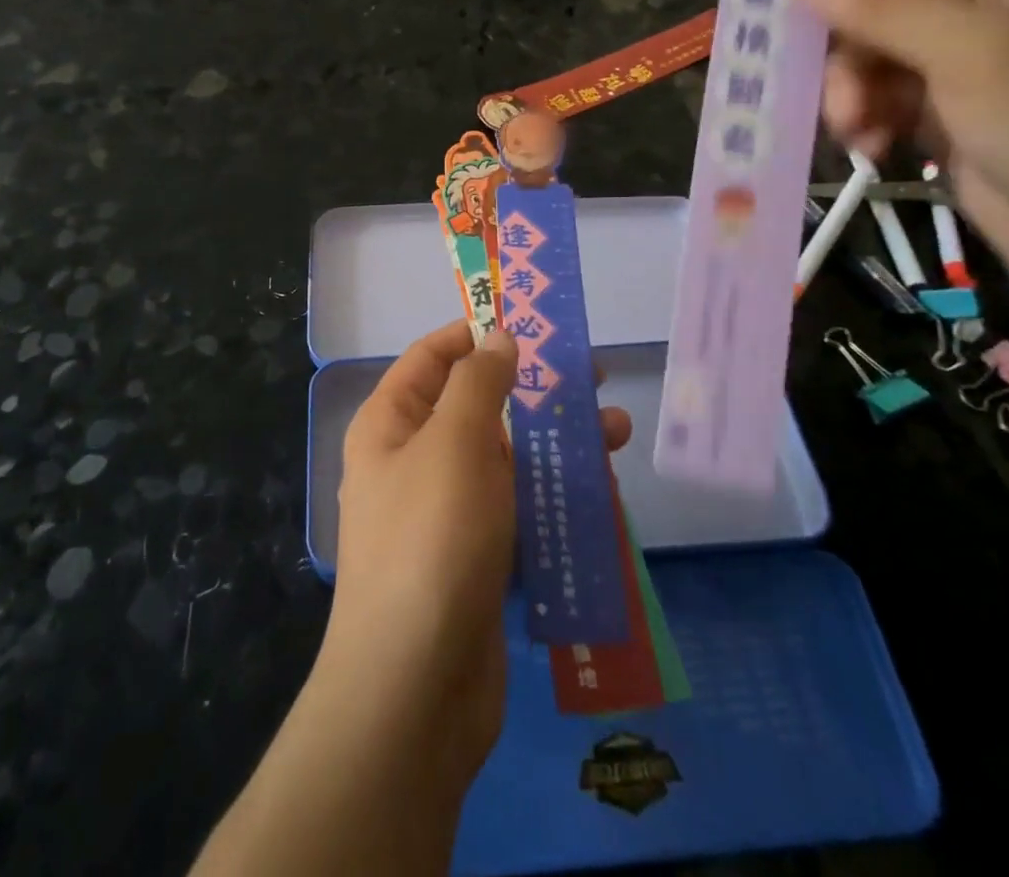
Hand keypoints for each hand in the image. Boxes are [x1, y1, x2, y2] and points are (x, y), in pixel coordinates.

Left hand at [328, 323, 631, 789]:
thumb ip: (479, 384)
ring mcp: (446, 512)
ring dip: (556, 441)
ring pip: (505, 457)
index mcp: (391, 424)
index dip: (475, 332)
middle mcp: (413, 460)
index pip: (431, 357)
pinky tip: (601, 489)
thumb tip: (498, 336)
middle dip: (533, 387)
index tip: (529, 320)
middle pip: (476, 404)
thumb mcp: (455, 444)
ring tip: (617, 429)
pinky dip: (554, 493)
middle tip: (593, 373)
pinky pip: (518, 507)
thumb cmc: (431, 540)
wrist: (416, 688)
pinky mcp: (478, 556)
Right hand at [795, 0, 1008, 330]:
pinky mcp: (950, 107)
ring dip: (850, 79)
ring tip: (848, 121)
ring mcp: (975, 53)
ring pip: (876, 40)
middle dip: (847, 20)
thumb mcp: (979, 54)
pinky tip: (868, 145)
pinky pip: (882, 90)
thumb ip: (882, 6)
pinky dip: (865, 113)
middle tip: (790, 47)